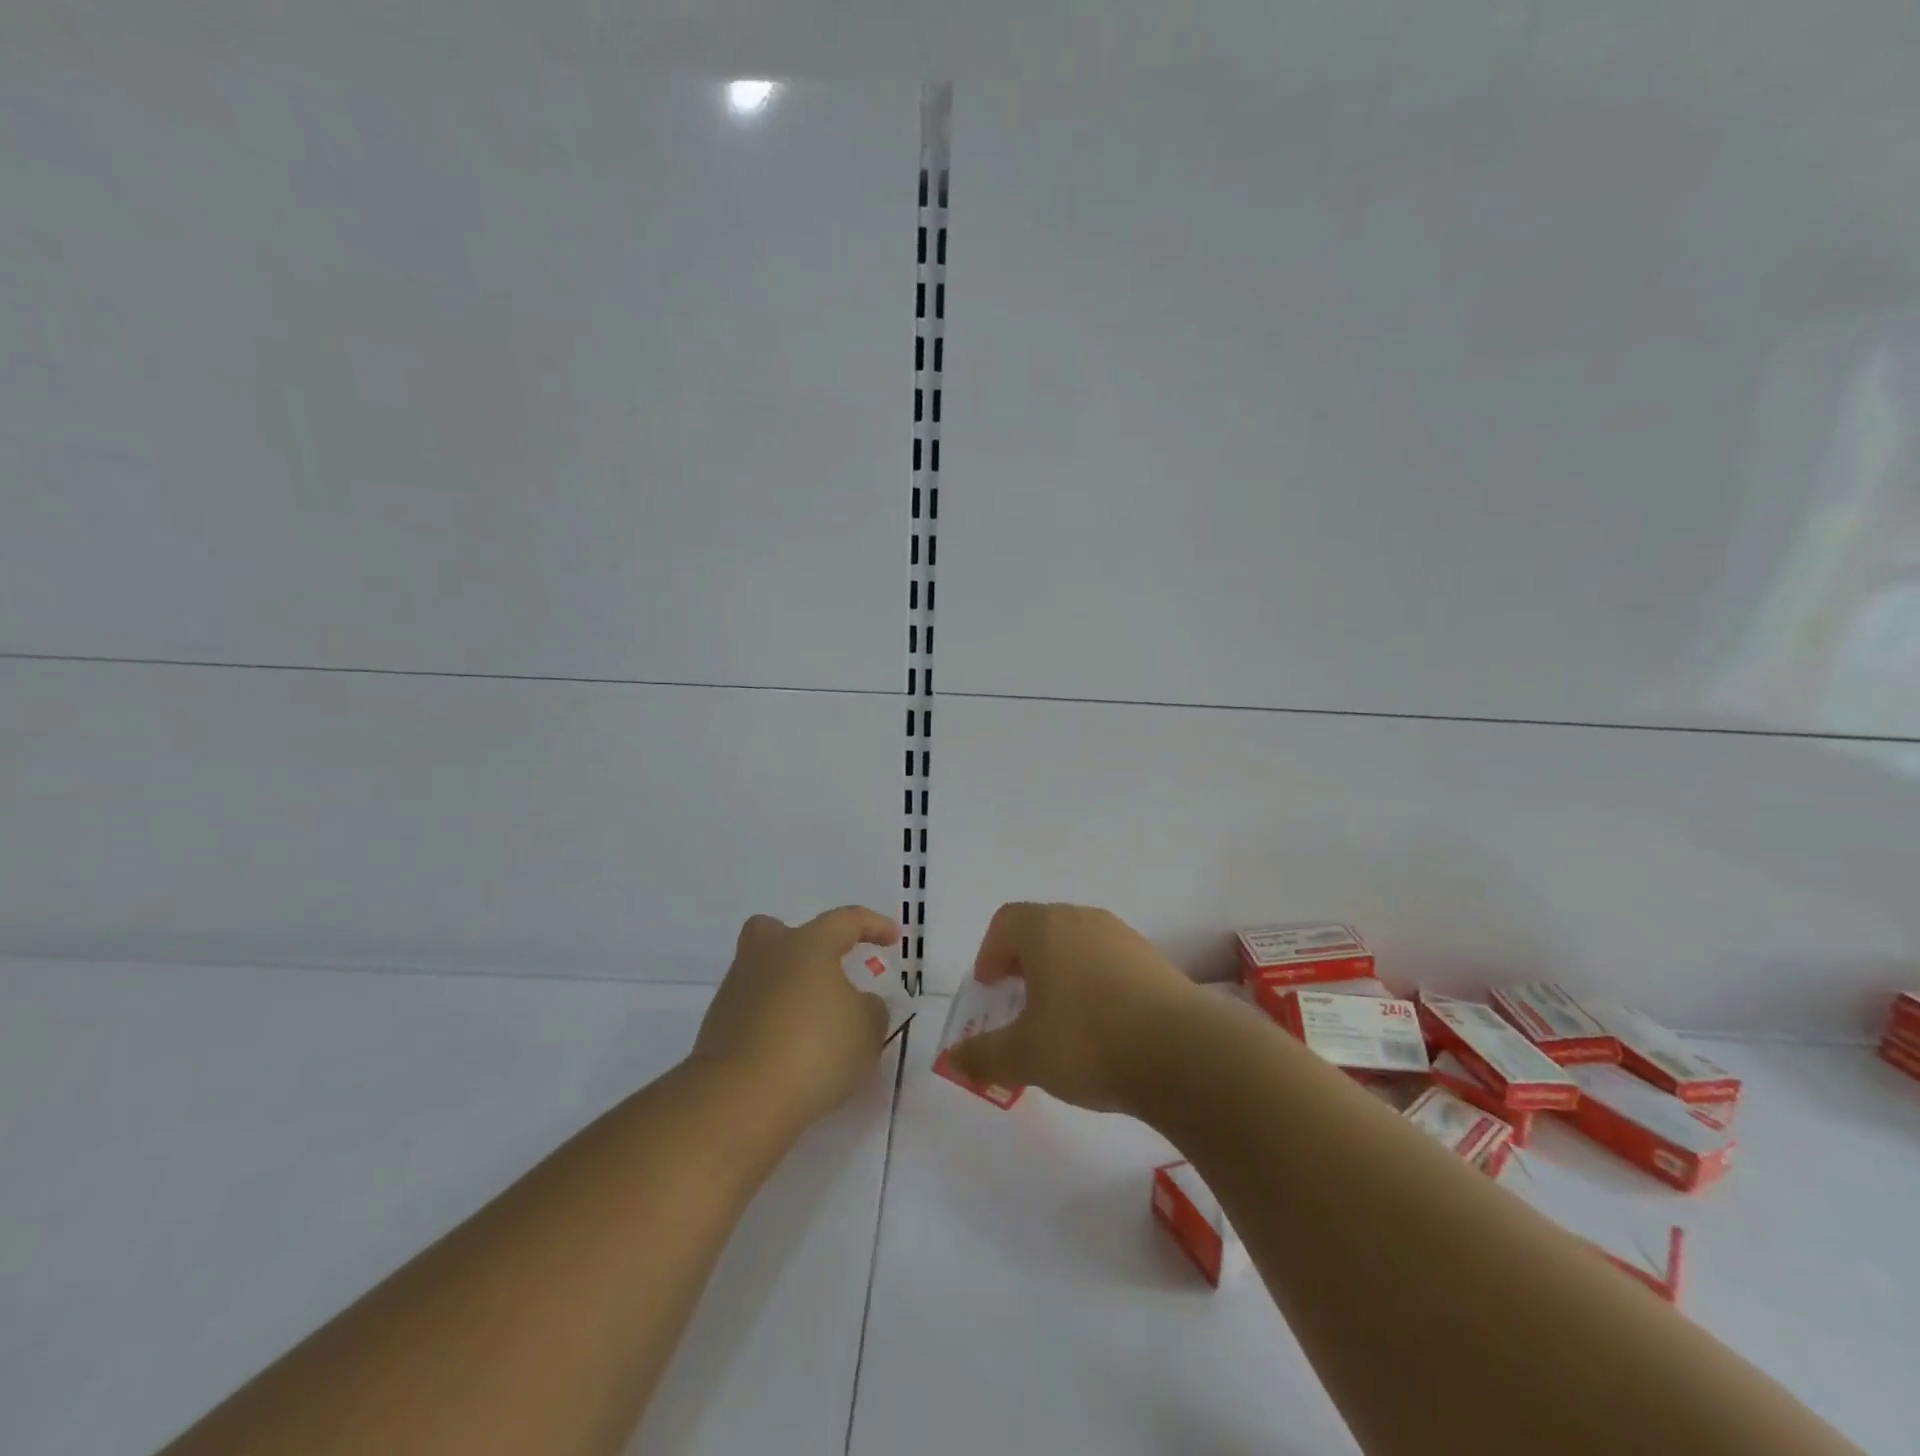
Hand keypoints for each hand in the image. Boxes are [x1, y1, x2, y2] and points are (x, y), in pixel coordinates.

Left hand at [691, 906, 899, 1128]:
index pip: (846, 920)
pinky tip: (791, 1052)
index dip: (873, 925)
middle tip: (824, 969)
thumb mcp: (867, 1030)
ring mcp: (736, 991)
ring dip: (786, 989)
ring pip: (761, 973)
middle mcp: (767, 956)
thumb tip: (858, 1004)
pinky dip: (771, 1023)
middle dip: (800, 944)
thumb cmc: (815, 1049)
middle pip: (776, 931)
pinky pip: (751, 1012)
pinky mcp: (717, 1029)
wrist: (740, 1099)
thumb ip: (871, 1010)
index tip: (893, 938)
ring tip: (814, 1025)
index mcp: (808, 944)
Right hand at [945, 903, 1198, 1112]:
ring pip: (1077, 944)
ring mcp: (1123, 937)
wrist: (1184, 1052)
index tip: (989, 988)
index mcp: (1045, 929)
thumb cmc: (1088, 1042)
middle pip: (1041, 929)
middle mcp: (1083, 920)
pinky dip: (1093, 983)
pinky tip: (1102, 1026)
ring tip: (1060, 1018)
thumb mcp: (1025, 1056)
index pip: (1005, 922)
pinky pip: (1109, 962)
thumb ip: (983, 1055)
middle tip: (1018, 1002)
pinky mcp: (1154, 960)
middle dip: (1023, 963)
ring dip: (1060, 973)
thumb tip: (953, 1059)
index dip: (989, 952)